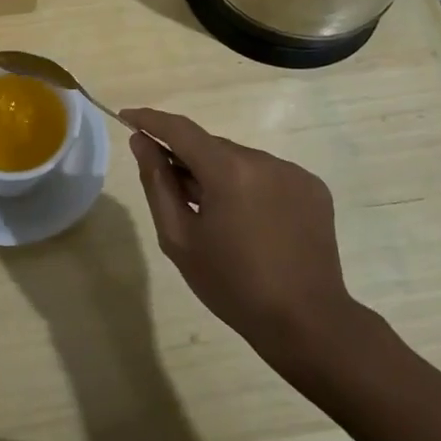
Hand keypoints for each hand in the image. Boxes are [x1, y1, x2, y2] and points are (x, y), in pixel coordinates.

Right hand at [120, 107, 366, 363]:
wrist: (307, 323)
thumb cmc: (233, 285)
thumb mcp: (179, 238)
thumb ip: (157, 183)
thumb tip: (141, 142)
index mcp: (229, 170)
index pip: (181, 129)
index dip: (150, 120)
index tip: (127, 117)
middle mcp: (264, 160)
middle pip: (211, 147)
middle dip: (187, 160)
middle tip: (172, 193)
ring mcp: (293, 172)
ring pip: (240, 160)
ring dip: (220, 175)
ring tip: (216, 218)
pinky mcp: (313, 188)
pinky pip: (268, 175)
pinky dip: (249, 187)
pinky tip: (250, 223)